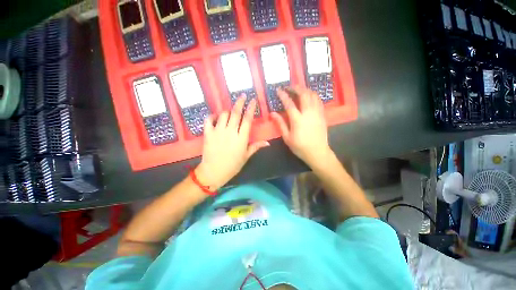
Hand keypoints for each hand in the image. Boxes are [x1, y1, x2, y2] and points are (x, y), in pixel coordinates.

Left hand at [196, 95, 268, 189]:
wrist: (214, 172)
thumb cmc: (232, 165)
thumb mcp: (246, 156)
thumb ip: (256, 147)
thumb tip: (268, 143)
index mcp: (242, 138)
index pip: (247, 119)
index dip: (251, 108)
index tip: (253, 100)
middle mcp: (231, 131)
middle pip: (236, 113)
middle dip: (240, 102)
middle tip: (242, 95)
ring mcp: (218, 131)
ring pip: (224, 114)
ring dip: (228, 111)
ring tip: (230, 112)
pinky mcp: (208, 133)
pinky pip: (209, 120)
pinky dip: (212, 116)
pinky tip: (215, 117)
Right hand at [271, 87, 331, 167]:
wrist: (318, 152)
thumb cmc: (300, 147)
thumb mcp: (287, 137)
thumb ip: (280, 124)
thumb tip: (272, 113)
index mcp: (297, 120)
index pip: (289, 103)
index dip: (283, 95)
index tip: (279, 90)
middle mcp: (308, 113)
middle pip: (304, 95)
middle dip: (296, 88)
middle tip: (290, 86)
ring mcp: (317, 113)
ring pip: (313, 95)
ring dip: (306, 90)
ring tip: (299, 89)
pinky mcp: (322, 115)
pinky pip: (319, 101)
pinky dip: (313, 95)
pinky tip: (309, 96)